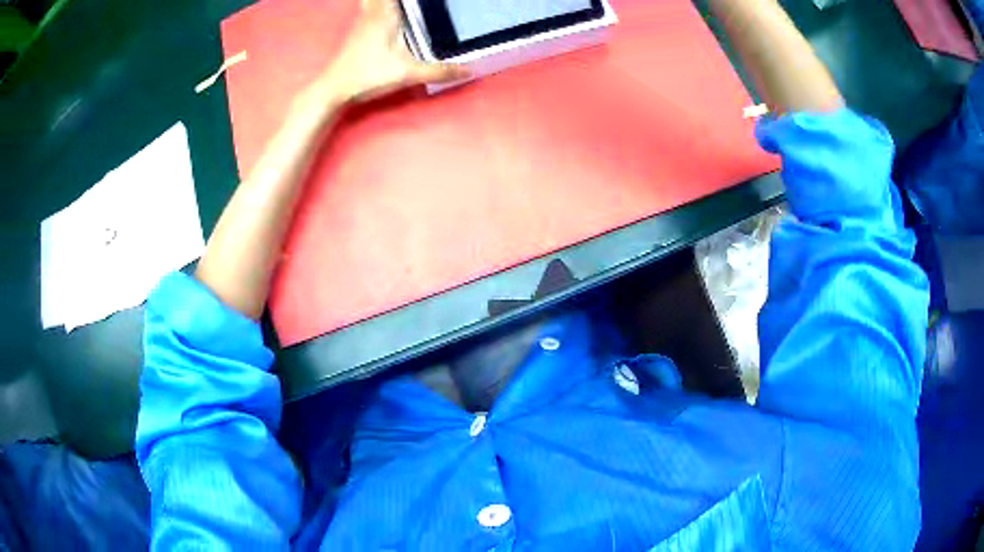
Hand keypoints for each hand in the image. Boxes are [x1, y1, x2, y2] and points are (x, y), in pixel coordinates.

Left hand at [324, 0, 467, 102]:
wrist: (335, 88)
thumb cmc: (369, 75)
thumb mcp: (407, 74)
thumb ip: (439, 70)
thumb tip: (469, 70)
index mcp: (386, 15)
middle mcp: (373, 12)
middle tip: (415, 4)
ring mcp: (363, 20)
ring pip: (370, 0)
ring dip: (382, 0)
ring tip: (402, 6)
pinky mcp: (358, 29)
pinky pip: (368, 6)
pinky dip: (377, 3)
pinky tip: (388, 10)